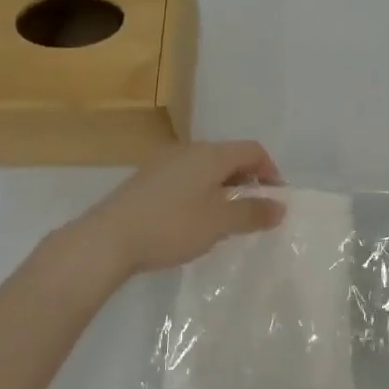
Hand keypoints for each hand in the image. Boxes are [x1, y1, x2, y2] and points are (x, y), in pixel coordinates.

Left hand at [58, 140, 284, 284]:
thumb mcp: (219, 223)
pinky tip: (193, 221)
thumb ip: (252, 213)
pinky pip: (186, 179)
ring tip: (225, 220)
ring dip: (223, 189)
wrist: (108, 239)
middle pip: (229, 157)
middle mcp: (189, 151)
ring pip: (206, 169)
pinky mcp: (147, 181)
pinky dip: (201, 194)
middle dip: (247, 182)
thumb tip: (280, 207)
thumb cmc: (171, 226)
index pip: (253, 150)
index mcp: (211, 154)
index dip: (271, 171)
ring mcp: (165, 164)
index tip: (275, 201)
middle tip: (253, 212)